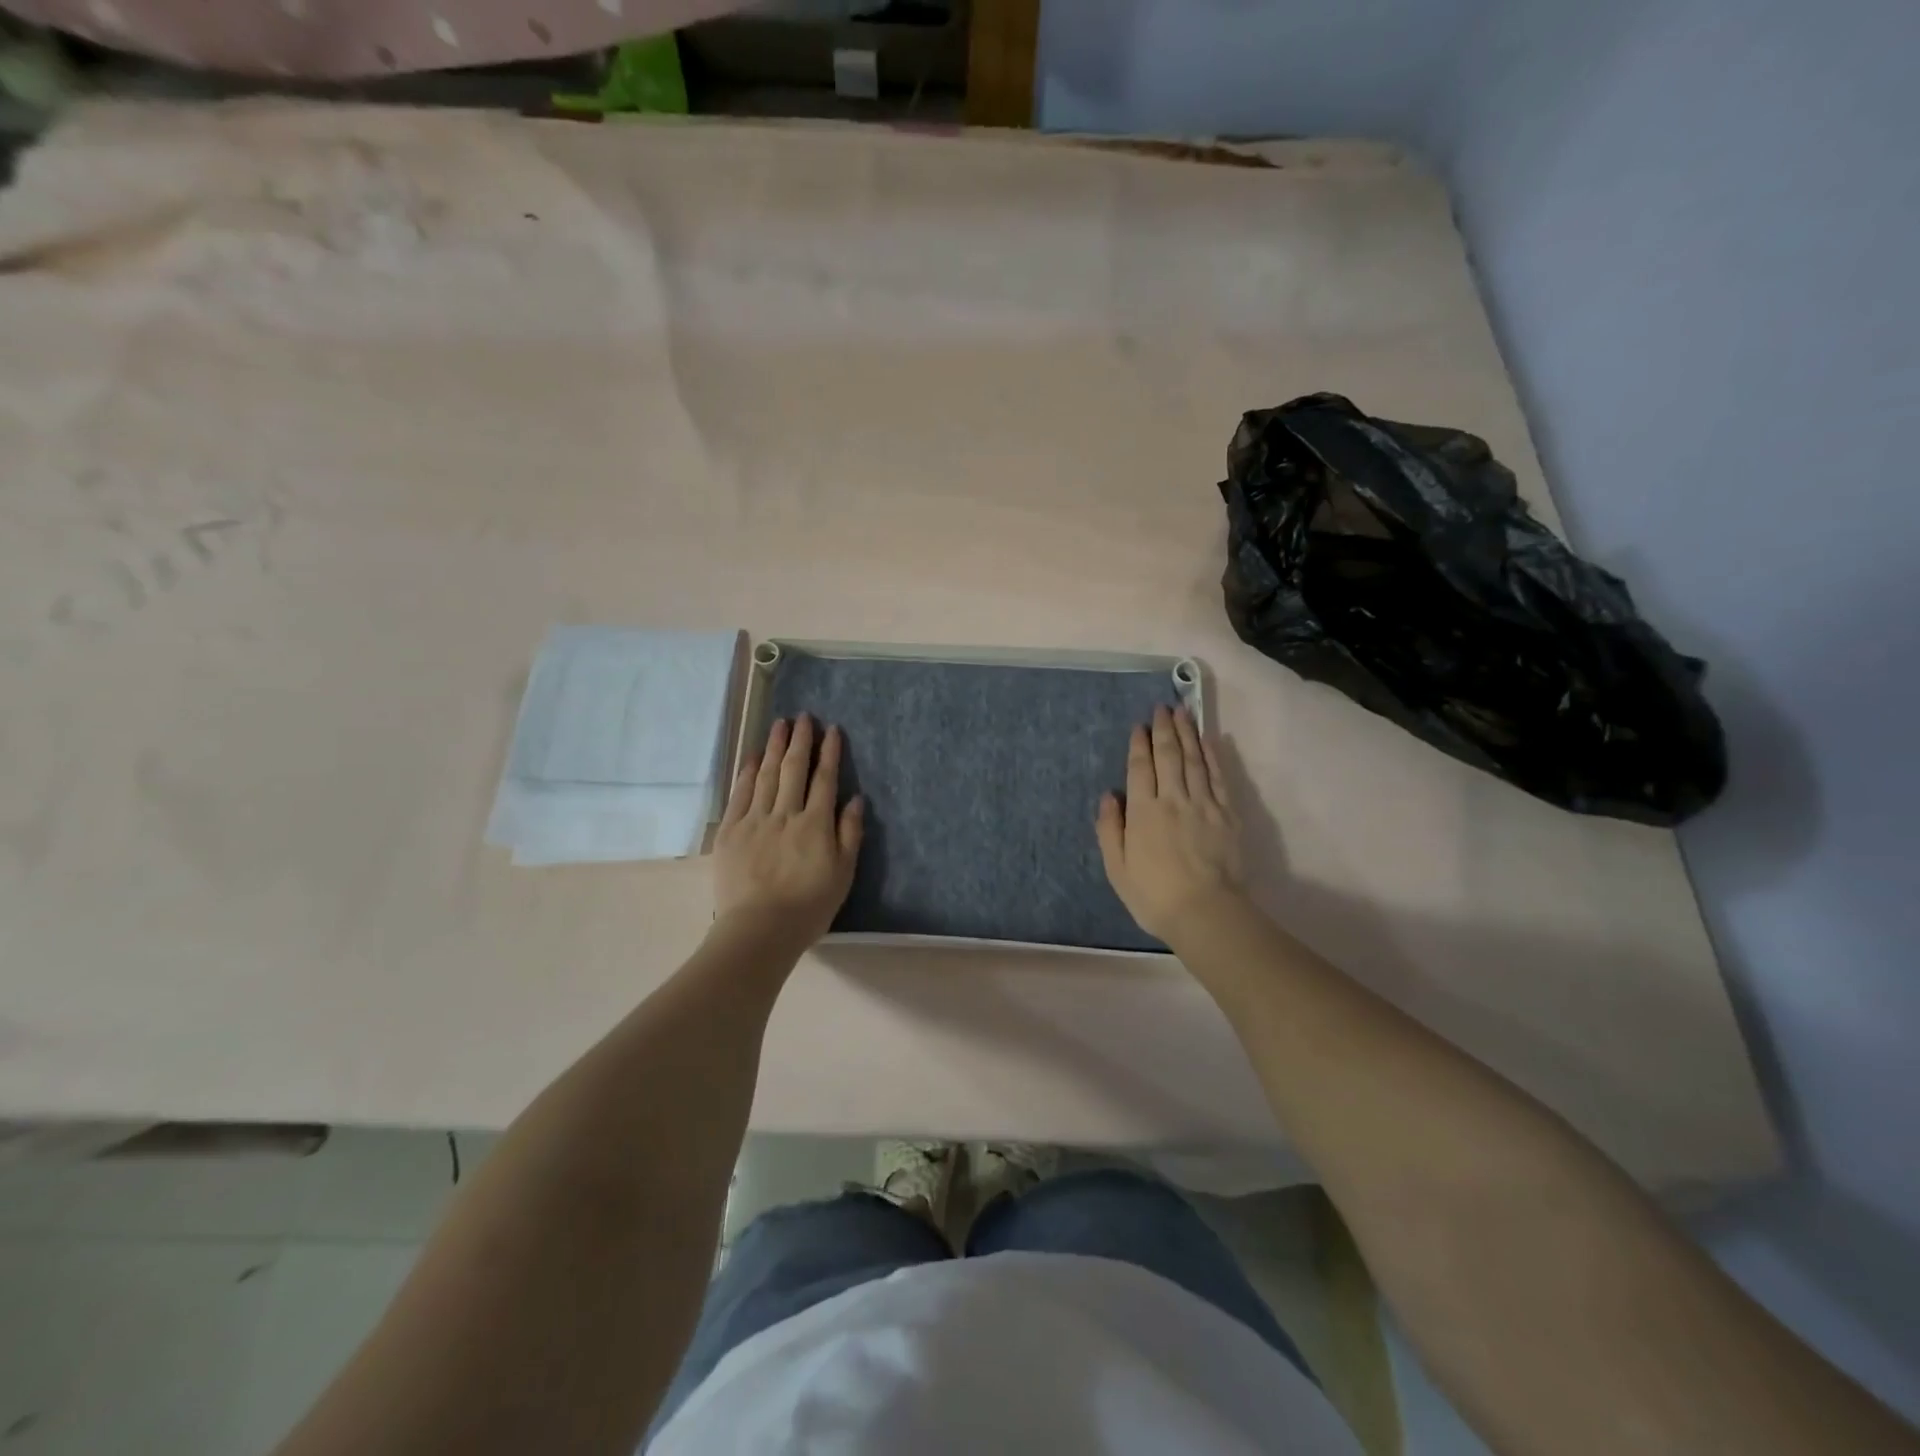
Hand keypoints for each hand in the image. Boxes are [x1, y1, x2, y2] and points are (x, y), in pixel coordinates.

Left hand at [712, 714, 863, 948]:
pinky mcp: (730, 831)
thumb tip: (855, 798)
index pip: (825, 779)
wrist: (759, 929)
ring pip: (765, 775)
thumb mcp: (843, 874)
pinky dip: (746, 772)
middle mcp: (786, 814)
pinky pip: (739, 793)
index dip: (829, 752)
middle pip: (793, 769)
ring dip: (773, 747)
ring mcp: (754, 820)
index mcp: (815, 824)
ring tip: (779, 724)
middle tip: (803, 717)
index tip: (832, 729)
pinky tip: (751, 756)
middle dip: (800, 740)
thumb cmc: (808, 907)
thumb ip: (850, 833)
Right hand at [1096, 704, 1245, 942]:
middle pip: (1168, 756)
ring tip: (1183, 713)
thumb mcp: (1117, 868)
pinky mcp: (1227, 814)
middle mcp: (1172, 799)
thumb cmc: (1153, 895)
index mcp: (1143, 812)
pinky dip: (1213, 756)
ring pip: (1194, 760)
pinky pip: (1218, 777)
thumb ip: (1110, 829)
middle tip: (1163, 708)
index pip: (1140, 768)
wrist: (1205, 913)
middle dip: (1164, 730)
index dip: (1139, 744)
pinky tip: (1210, 741)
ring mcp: (1203, 805)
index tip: (1139, 725)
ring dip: (1188, 734)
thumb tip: (1109, 796)